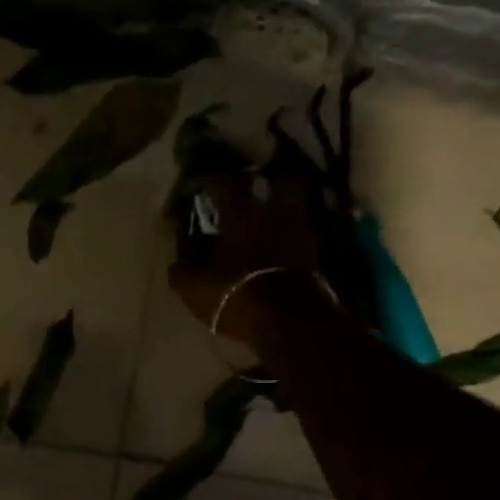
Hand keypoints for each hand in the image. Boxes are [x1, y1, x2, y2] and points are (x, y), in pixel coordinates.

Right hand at [168, 169, 318, 341]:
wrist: (286, 321)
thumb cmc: (232, 293)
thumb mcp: (191, 284)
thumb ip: (184, 262)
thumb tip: (184, 245)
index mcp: (242, 213)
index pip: (230, 180)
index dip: (217, 178)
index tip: (207, 182)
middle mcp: (275, 213)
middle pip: (284, 180)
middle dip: (273, 180)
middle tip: (258, 189)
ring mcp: (300, 233)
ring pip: (295, 210)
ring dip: (283, 214)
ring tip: (270, 226)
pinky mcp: (315, 257)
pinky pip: (300, 238)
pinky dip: (290, 241)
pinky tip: (279, 252)